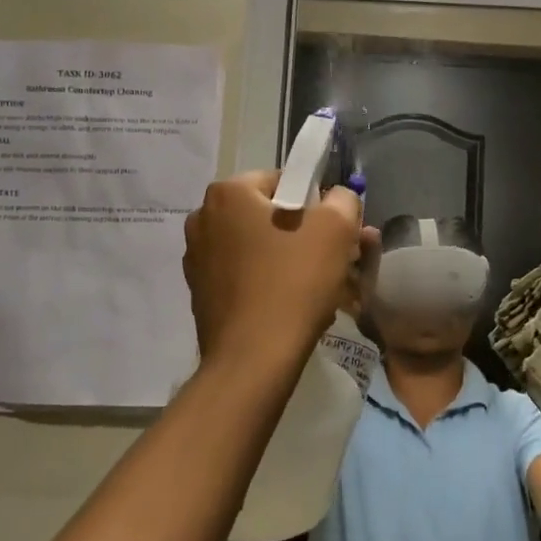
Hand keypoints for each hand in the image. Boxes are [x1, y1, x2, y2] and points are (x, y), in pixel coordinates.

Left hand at [182, 172, 376, 373]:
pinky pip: (245, 276)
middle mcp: (203, 219)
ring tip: (321, 287)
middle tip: (337, 259)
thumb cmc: (294, 282)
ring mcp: (197, 258)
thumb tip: (338, 198)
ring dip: (290, 259)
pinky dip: (270, 282)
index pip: (285, 181)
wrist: (254, 358)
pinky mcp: (201, 293)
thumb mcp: (336, 228)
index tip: (337, 232)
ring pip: (259, 248)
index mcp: (228, 193)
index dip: (317, 204)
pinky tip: (293, 305)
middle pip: (271, 216)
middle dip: (306, 233)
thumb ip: (342, 200)